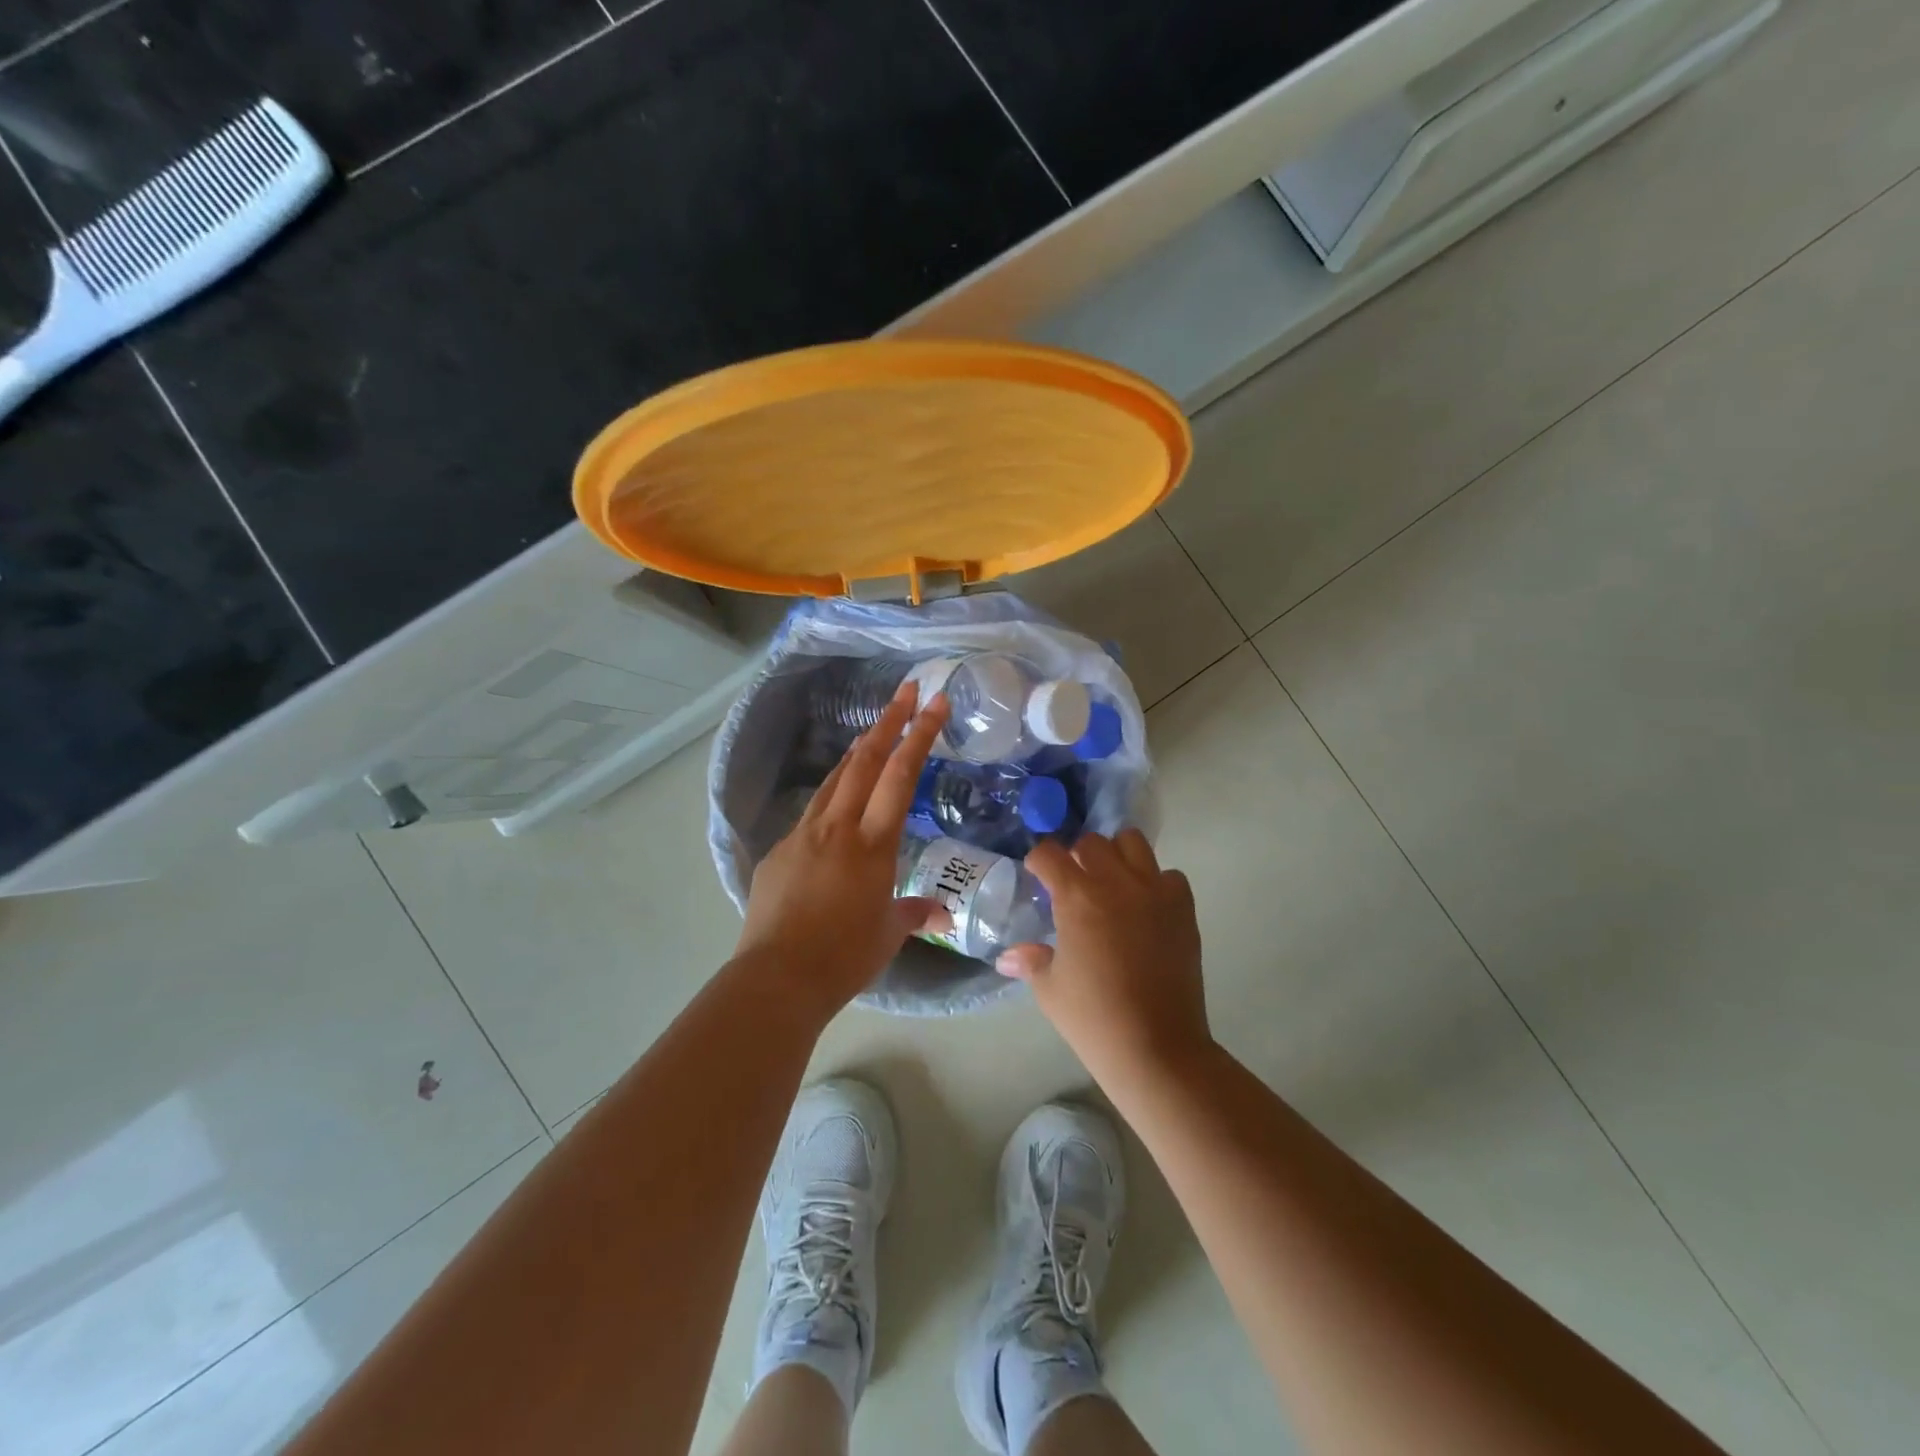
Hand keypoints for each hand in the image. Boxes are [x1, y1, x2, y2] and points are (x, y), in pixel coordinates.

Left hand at [734, 683, 950, 1021]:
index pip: (901, 776)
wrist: (778, 978)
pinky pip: (812, 813)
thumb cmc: (844, 957)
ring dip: (858, 751)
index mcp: (873, 844)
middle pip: (865, 760)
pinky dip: (832, 796)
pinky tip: (836, 806)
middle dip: (888, 720)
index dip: (919, 734)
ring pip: (835, 779)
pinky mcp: (779, 851)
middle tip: (907, 691)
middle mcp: (838, 828)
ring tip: (874, 731)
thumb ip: (914, 912)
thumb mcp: (888, 934)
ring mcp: (804, 835)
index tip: (935, 703)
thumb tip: (941, 913)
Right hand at [998, 830, 1212, 1086]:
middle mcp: (1116, 883)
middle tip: (1074, 882)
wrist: (1157, 1048)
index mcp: (1077, 897)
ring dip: (1117, 856)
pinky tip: (1146, 908)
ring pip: (1133, 843)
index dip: (1039, 861)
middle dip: (1077, 855)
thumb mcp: (1050, 989)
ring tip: (1112, 884)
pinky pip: (1169, 876)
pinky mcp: (1183, 909)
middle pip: (1092, 841)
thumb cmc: (1094, 1019)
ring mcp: (1154, 892)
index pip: (1049, 854)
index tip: (1037, 876)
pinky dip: (1156, 883)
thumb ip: (1030, 961)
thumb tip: (1008, 957)